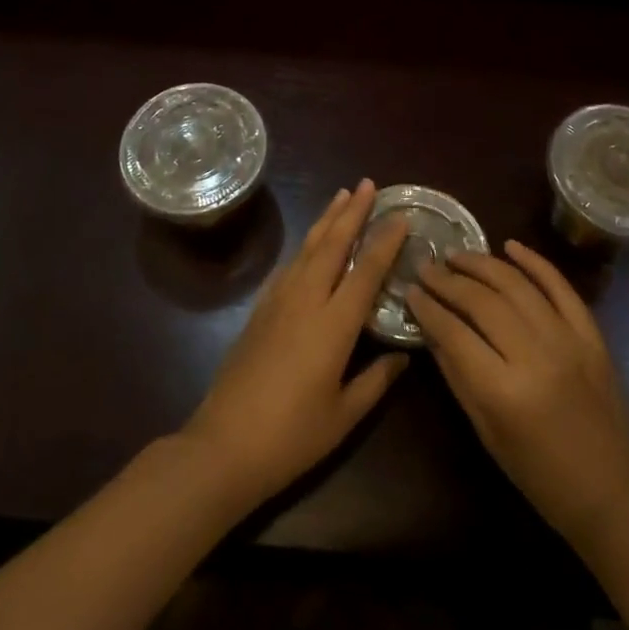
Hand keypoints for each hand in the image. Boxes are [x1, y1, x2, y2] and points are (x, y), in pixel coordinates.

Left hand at [181, 181, 408, 510]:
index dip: (384, 240)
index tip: (401, 215)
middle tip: (368, 183)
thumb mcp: (344, 416)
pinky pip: (289, 265)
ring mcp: (279, 301)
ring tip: (342, 196)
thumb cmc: (292, 436)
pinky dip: (305, 245)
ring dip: (327, 219)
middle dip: (352, 211)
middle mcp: (306, 300)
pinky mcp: (260, 310)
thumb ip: (377, 381)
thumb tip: (404, 356)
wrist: (224, 445)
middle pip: (332, 244)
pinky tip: (310, 243)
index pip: (365, 270)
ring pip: (308, 248)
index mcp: (333, 323)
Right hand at [407, 242, 628, 547]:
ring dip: (483, 264)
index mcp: (503, 391)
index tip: (410, 291)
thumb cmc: (537, 473)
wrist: (610, 490)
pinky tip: (510, 246)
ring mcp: (567, 339)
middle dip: (448, 280)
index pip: (454, 332)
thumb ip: (456, 375)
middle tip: (427, 268)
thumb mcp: (485, 431)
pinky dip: (535, 261)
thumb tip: (431, 329)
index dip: (428, 308)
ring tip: (457, 256)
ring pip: (516, 285)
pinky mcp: (591, 334)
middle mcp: (535, 356)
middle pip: (482, 301)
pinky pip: (560, 286)